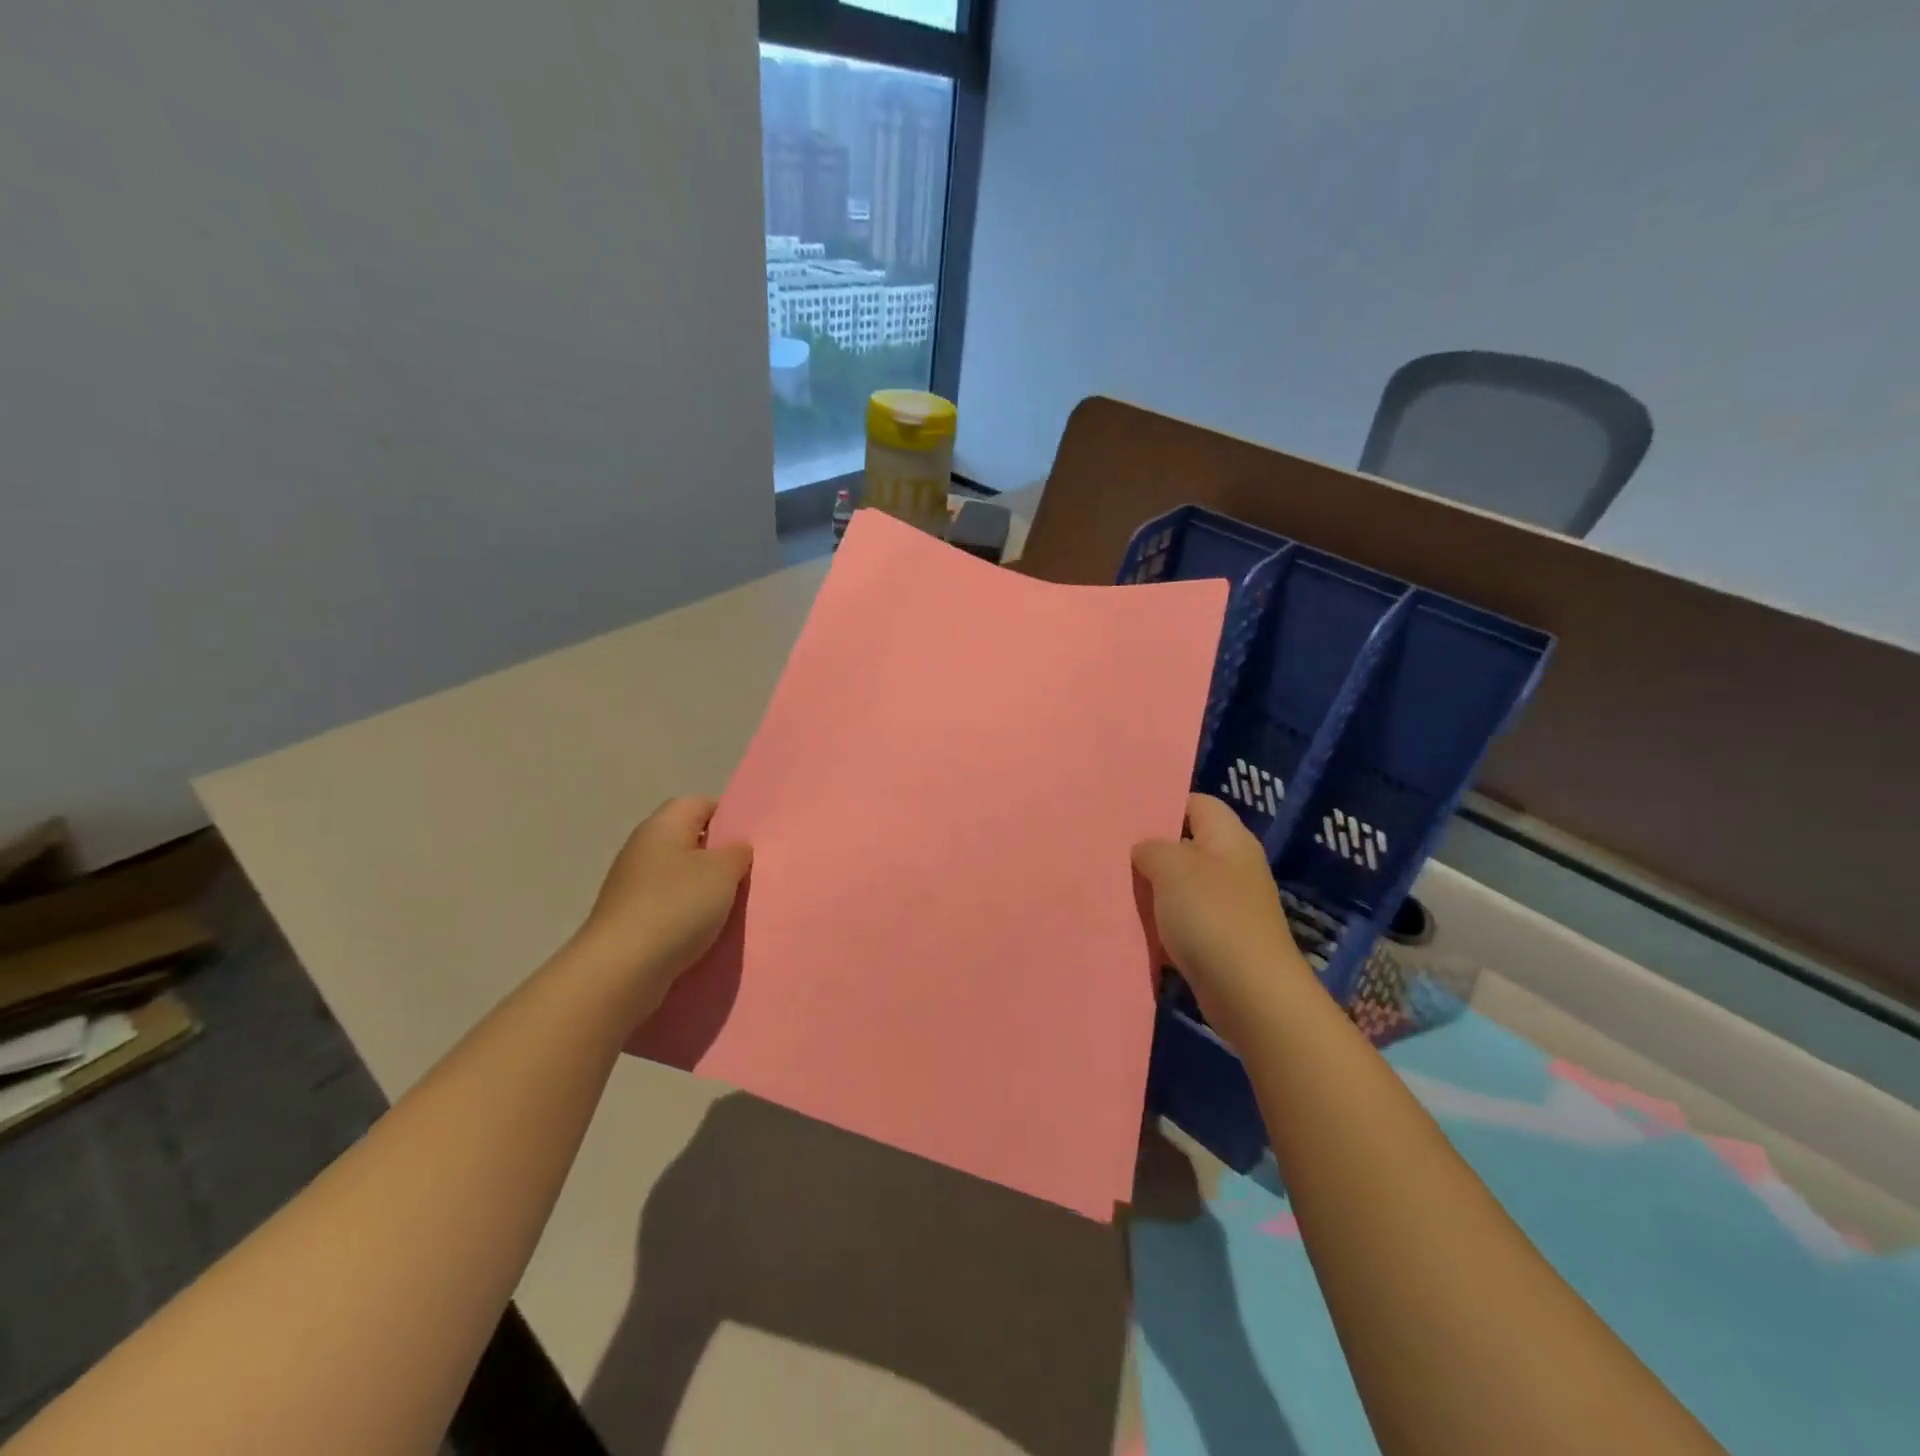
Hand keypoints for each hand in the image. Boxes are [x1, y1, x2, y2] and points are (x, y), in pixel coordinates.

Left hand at [572, 797, 751, 997]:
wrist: (621, 969)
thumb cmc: (676, 906)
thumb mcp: (723, 871)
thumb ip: (737, 852)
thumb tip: (736, 848)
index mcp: (663, 825)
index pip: (701, 803)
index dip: (730, 815)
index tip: (753, 838)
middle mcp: (643, 847)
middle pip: (689, 839)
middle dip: (719, 855)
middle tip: (749, 872)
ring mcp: (632, 884)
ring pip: (680, 875)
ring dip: (704, 888)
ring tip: (733, 904)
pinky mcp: (629, 917)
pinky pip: (668, 905)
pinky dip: (688, 914)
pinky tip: (706, 930)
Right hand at [1132, 793, 1312, 1046]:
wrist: (1251, 994)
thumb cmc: (1211, 917)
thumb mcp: (1171, 868)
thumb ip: (1152, 848)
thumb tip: (1146, 850)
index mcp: (1229, 838)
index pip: (1196, 803)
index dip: (1162, 804)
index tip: (1125, 816)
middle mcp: (1233, 866)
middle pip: (1187, 845)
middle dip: (1151, 850)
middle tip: (1111, 853)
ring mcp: (1230, 905)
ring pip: (1182, 885)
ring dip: (1153, 890)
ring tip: (1115, 888)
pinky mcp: (1222, 939)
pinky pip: (1184, 920)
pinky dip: (1162, 923)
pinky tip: (1135, 927)